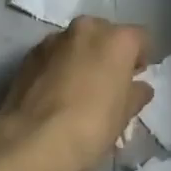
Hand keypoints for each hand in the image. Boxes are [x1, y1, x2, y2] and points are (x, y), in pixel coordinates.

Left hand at [0, 17, 151, 170]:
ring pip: (78, 43)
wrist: (29, 142)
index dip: (141, 58)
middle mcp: (87, 28)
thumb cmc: (89, 127)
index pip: (141, 38)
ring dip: (82, 58)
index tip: (136, 79)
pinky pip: (54, 55)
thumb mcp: (123, 117)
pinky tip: (56, 94)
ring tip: (78, 91)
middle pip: (106, 35)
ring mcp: (55, 38)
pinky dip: (59, 67)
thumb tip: (140, 88)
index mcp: (117, 39)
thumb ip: (136, 95)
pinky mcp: (29, 53)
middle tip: (108, 85)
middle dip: (109, 54)